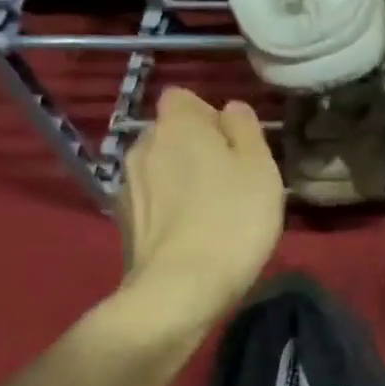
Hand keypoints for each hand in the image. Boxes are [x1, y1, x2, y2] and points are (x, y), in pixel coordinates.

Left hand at [113, 88, 282, 322]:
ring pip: (160, 168)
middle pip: (171, 134)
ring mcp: (128, 185)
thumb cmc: (233, 219)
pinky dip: (168, 209)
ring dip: (181, 180)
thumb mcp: (260, 167)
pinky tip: (191, 235)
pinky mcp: (124, 221)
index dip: (210, 117)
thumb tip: (230, 109)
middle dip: (195, 149)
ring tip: (211, 212)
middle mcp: (142, 145)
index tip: (234, 146)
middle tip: (230, 182)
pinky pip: (152, 201)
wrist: (181, 287)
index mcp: (177, 124)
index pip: (184, 98)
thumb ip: (245, 128)